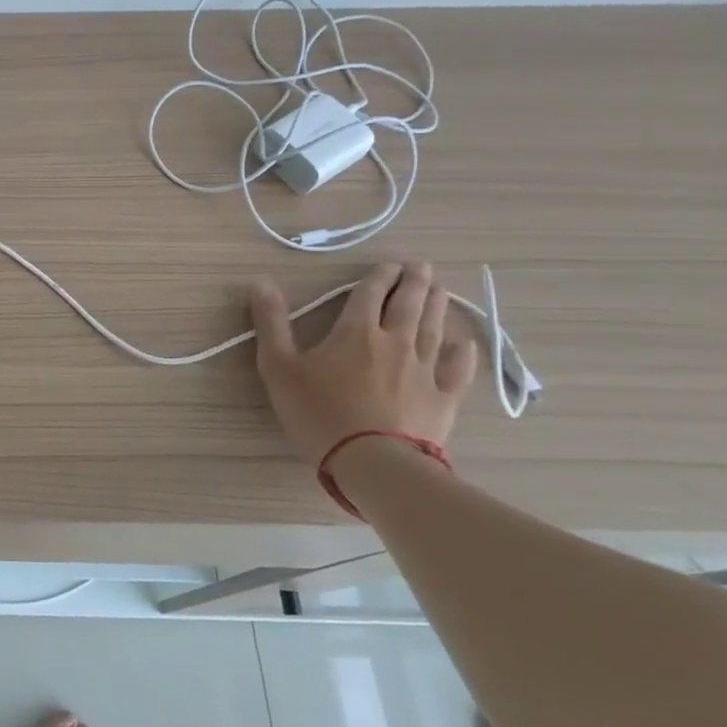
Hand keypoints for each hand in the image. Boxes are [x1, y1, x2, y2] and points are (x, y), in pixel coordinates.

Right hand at [249, 260, 477, 465]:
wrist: (373, 461)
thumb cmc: (318, 412)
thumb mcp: (279, 367)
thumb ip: (271, 323)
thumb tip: (261, 282)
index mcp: (355, 332)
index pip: (369, 294)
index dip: (378, 276)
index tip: (387, 264)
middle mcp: (394, 342)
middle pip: (407, 305)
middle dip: (413, 282)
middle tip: (422, 266)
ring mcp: (423, 370)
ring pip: (433, 329)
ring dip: (436, 306)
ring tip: (440, 289)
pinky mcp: (442, 398)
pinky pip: (456, 370)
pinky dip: (462, 354)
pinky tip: (464, 344)